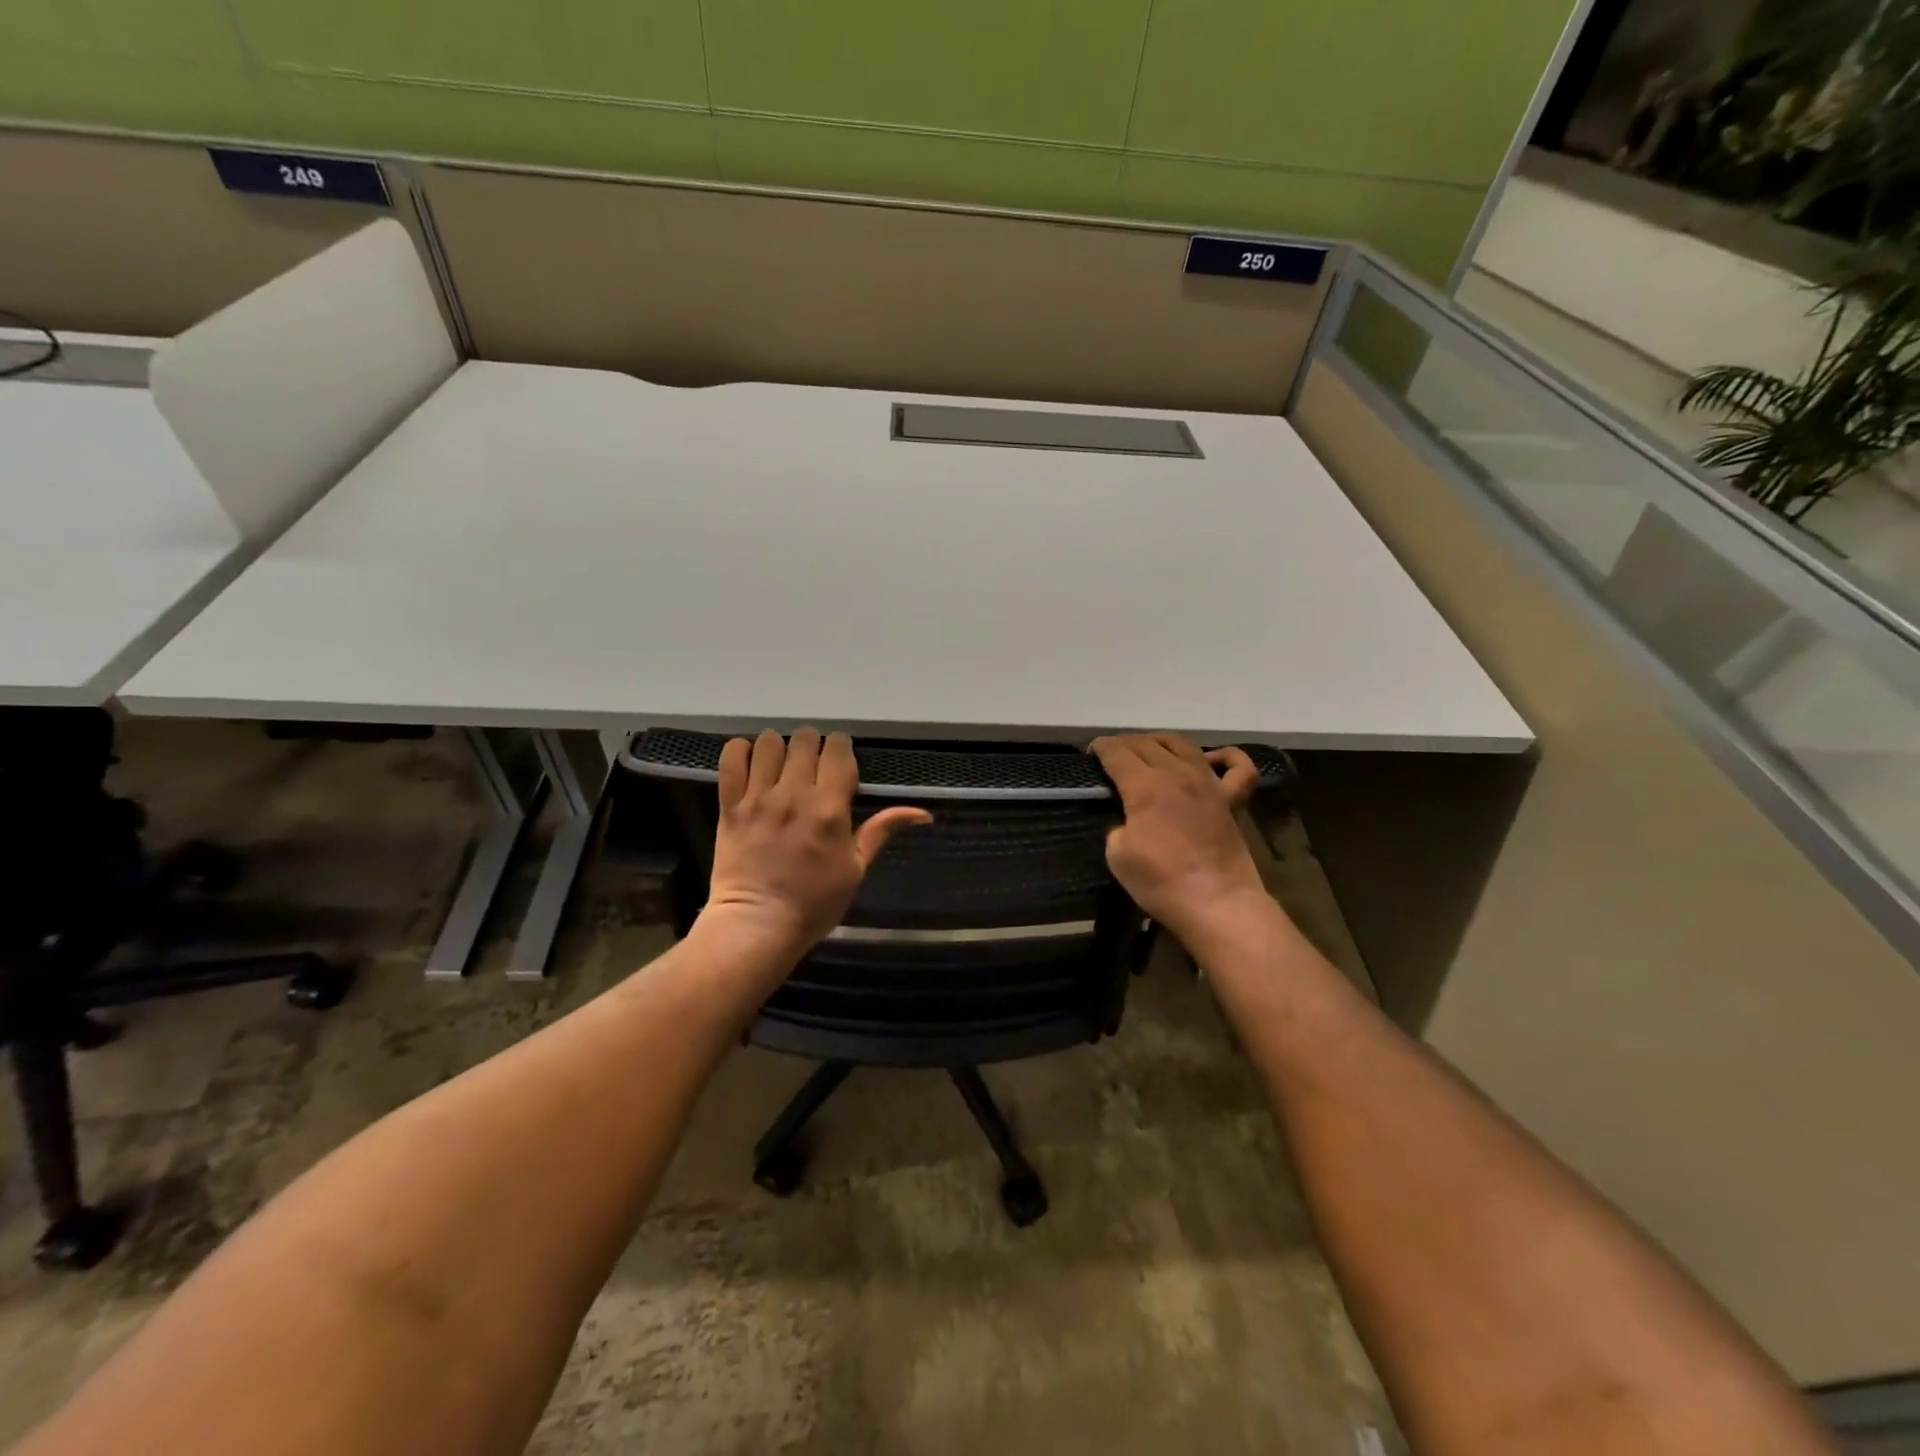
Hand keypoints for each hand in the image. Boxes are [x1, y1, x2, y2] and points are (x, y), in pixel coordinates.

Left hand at [702, 729, 931, 959]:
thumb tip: (923, 812)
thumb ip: (882, 831)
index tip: (840, 761)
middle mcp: (795, 795)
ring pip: (769, 743)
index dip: (841, 748)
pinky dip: (740, 751)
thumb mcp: (857, 868)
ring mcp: (759, 798)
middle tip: (811, 764)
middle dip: (812, 745)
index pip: (838, 752)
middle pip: (804, 740)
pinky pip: (731, 759)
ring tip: (780, 764)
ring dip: (778, 747)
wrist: (758, 926)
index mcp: (830, 809)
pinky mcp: (730, 806)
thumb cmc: (814, 903)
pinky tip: (749, 762)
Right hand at [1090, 734, 1270, 950]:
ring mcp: (1209, 784)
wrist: (1217, 904)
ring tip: (1149, 748)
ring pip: (1183, 745)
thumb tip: (1128, 820)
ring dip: (1161, 741)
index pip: (1118, 753)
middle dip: (1124, 743)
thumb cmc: (1161, 882)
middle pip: (1146, 744)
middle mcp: (1177, 774)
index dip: (1102, 748)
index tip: (1091, 751)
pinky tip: (1210, 760)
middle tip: (1112, 753)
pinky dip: (1225, 756)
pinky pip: (1237, 767)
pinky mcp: (1231, 800)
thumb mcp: (1117, 855)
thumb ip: (1118, 826)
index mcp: (1145, 787)